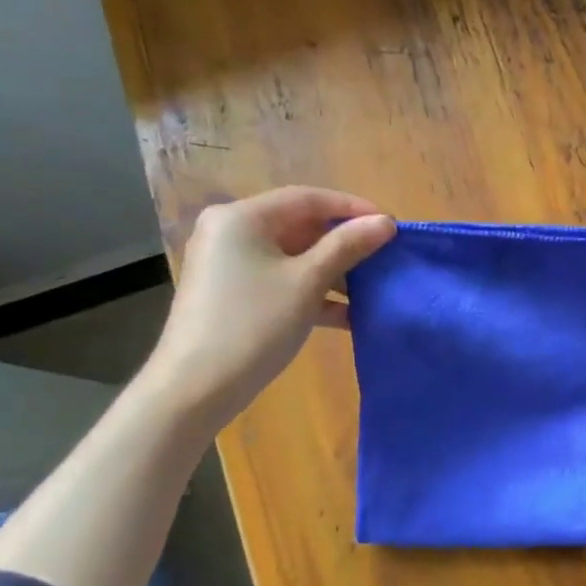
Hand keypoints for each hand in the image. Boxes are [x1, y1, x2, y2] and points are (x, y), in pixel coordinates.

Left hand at [141, 186, 395, 429]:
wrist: (196, 387)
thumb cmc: (254, 324)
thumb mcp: (308, 281)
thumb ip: (348, 246)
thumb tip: (385, 222)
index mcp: (242, 218)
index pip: (308, 198)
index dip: (352, 208)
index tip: (390, 226)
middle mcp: (231, 232)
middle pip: (300, 225)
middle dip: (345, 243)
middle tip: (384, 257)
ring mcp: (231, 264)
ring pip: (294, 256)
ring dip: (334, 271)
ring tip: (372, 289)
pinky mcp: (234, 293)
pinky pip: (282, 280)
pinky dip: (313, 291)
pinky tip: (347, 315)